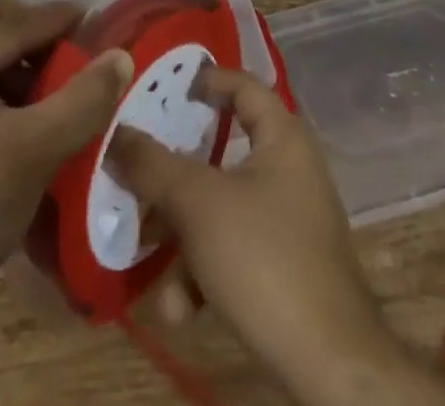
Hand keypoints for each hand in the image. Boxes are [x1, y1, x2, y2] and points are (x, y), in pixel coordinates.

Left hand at [0, 0, 133, 311]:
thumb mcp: (34, 152)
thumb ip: (82, 99)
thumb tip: (121, 55)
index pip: (5, 24)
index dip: (54, 23)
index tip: (93, 24)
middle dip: (22, 26)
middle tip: (58, 55)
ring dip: (9, 54)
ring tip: (45, 89)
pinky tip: (18, 112)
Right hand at [111, 66, 444, 405]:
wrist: (329, 365)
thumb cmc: (264, 257)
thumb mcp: (198, 204)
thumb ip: (152, 165)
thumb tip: (115, 133)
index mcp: (282, 138)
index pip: (242, 85)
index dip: (205, 80)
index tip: (163, 88)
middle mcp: (289, 170)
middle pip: (221, 153)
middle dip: (173, 173)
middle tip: (136, 171)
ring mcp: (289, 221)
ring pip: (221, 208)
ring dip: (181, 236)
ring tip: (146, 255)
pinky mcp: (285, 268)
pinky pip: (235, 250)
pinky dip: (204, 272)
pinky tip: (178, 310)